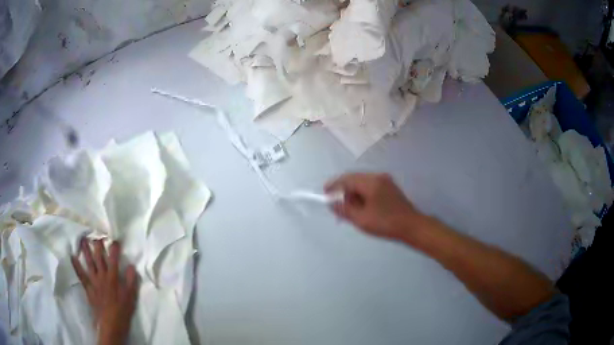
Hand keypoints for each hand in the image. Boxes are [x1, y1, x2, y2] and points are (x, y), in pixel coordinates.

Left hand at [71, 239, 137, 344]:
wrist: (110, 324)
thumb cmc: (122, 311)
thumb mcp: (131, 297)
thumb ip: (131, 281)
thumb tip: (131, 265)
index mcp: (113, 278)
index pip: (114, 259)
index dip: (114, 248)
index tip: (115, 239)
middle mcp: (102, 276)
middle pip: (99, 257)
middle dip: (98, 245)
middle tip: (97, 235)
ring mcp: (93, 281)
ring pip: (89, 262)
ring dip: (86, 250)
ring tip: (83, 239)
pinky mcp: (88, 287)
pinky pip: (81, 274)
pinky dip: (76, 265)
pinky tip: (72, 256)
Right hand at [325, 173, 420, 240]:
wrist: (412, 226)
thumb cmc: (386, 223)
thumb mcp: (361, 219)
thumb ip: (344, 209)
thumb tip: (331, 203)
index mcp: (371, 182)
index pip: (347, 179)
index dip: (334, 186)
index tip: (324, 193)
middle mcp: (378, 177)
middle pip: (354, 178)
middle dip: (343, 189)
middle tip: (334, 202)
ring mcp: (386, 181)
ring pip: (362, 183)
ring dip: (352, 192)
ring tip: (346, 207)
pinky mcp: (390, 188)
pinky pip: (370, 186)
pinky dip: (362, 194)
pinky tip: (360, 206)